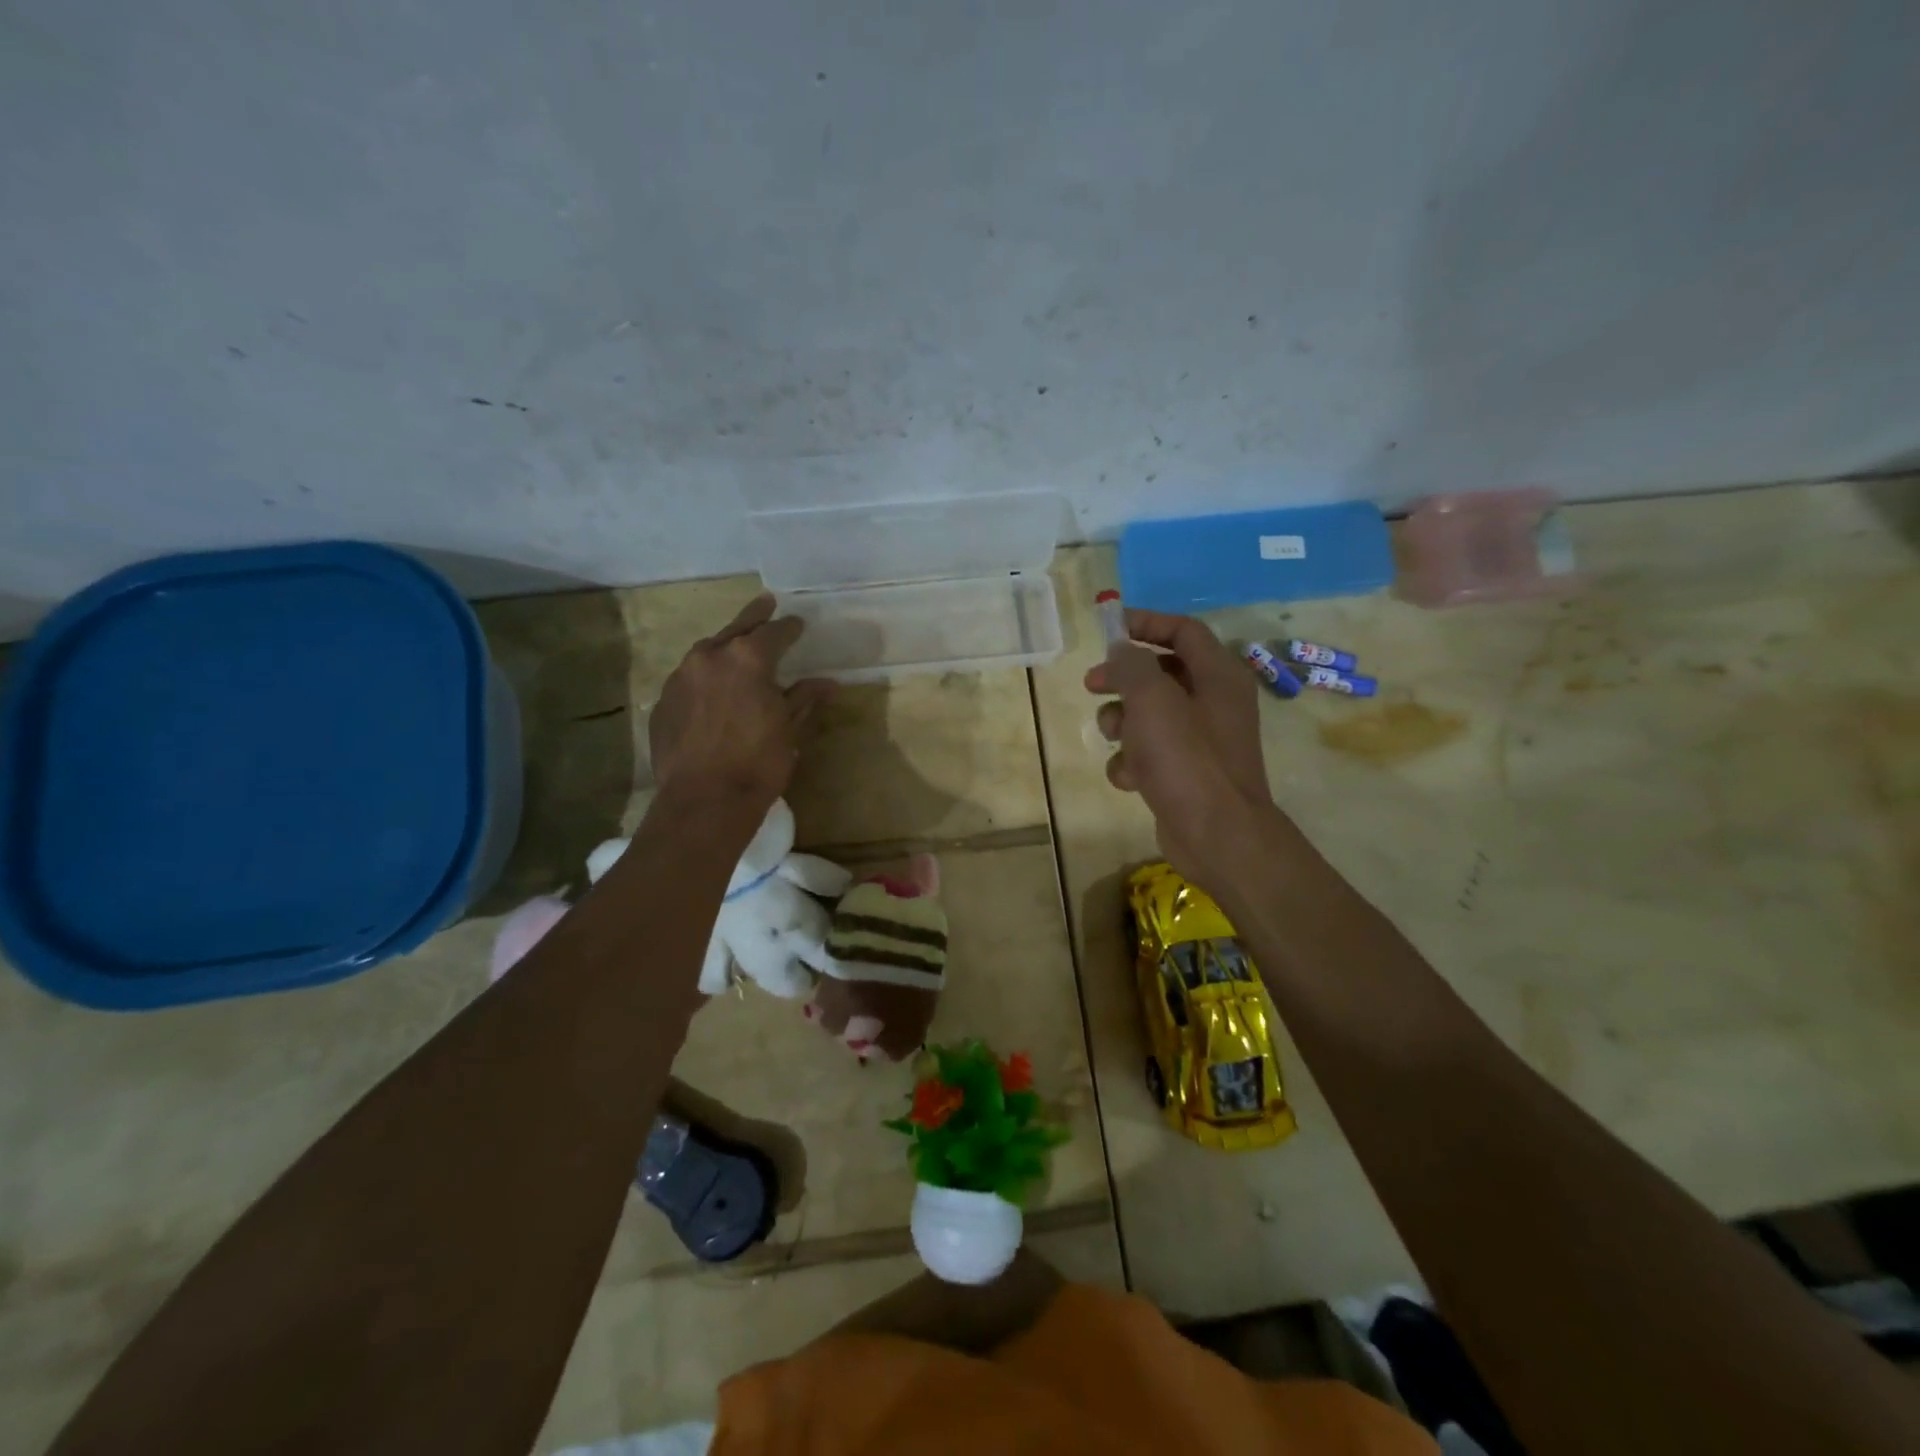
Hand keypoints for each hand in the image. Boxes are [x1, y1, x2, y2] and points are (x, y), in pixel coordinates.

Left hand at [650, 594, 832, 806]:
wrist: (704, 800)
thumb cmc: (758, 762)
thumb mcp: (789, 728)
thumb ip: (804, 698)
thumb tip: (828, 683)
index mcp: (747, 658)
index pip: (774, 632)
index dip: (789, 628)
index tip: (798, 624)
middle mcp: (710, 657)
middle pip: (736, 629)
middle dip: (754, 616)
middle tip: (766, 602)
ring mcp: (680, 678)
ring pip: (707, 653)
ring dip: (724, 648)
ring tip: (735, 648)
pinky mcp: (663, 702)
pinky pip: (688, 681)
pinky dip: (704, 680)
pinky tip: (711, 692)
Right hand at [1083, 609, 1272, 881]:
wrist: (1216, 833)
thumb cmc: (1186, 758)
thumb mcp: (1152, 699)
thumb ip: (1131, 665)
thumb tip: (1121, 651)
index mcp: (1218, 675)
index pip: (1182, 630)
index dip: (1145, 623)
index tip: (1108, 629)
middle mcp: (1214, 702)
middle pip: (1160, 672)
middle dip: (1122, 678)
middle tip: (1091, 685)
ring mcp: (1201, 740)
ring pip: (1149, 715)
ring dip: (1122, 723)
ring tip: (1113, 737)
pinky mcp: (1186, 773)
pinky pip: (1150, 753)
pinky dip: (1133, 761)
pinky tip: (1128, 778)